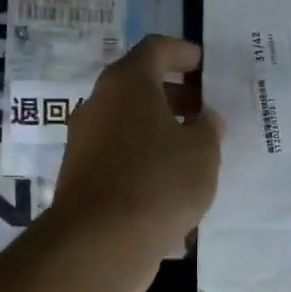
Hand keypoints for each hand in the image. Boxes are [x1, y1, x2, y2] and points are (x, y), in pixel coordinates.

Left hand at [48, 35, 221, 291]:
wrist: (100, 243)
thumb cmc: (159, 182)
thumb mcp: (202, 152)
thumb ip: (208, 128)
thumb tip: (203, 119)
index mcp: (128, 83)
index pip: (157, 48)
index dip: (185, 53)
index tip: (208, 68)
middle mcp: (100, 103)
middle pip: (140, 85)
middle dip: (176, 95)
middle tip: (206, 112)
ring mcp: (85, 140)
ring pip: (129, 122)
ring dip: (160, 129)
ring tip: (195, 151)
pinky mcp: (82, 175)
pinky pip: (120, 154)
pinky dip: (145, 158)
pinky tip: (171, 184)